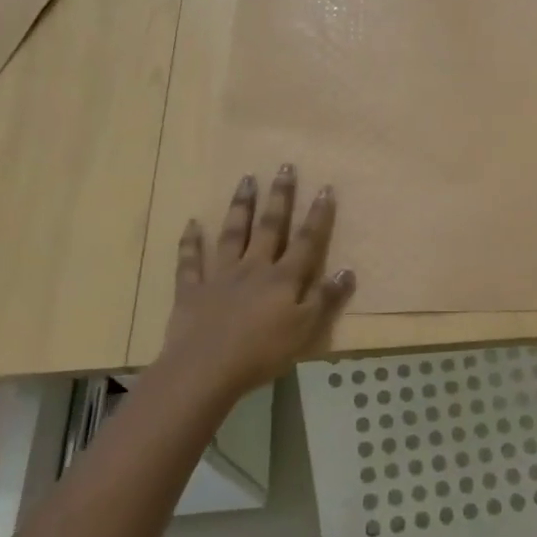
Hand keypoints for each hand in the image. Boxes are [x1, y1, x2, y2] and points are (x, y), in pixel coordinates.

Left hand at [160, 165, 356, 399]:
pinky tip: (191, 224)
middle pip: (269, 227)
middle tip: (284, 166)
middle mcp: (253, 268)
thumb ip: (326, 299)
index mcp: (283, 279)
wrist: (204, 370)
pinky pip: (190, 262)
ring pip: (232, 234)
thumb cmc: (261, 353)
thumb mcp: (305, 331)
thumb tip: (346, 270)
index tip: (325, 187)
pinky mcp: (192, 291)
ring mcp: (220, 276)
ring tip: (246, 179)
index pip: (306, 241)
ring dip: (240, 206)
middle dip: (280, 196)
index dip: (317, 215)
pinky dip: (190, 242)